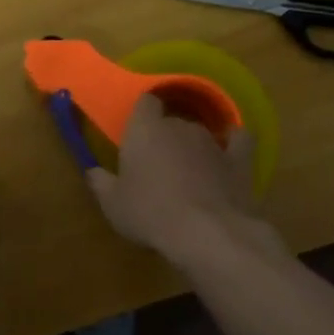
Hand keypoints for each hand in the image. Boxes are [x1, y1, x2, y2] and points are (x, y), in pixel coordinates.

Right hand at [85, 96, 278, 261]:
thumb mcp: (112, 204)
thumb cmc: (149, 213)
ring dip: (192, 147)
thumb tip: (93, 172)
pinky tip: (228, 155)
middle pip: (171, 120)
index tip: (135, 132)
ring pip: (199, 133)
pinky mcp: (240, 159)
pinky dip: (233, 145)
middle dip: (164, 137)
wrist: (206, 232)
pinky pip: (239, 141)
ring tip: (187, 174)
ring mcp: (213, 141)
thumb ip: (101, 183)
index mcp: (145, 129)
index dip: (141, 114)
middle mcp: (180, 126)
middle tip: (155, 165)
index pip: (145, 102)